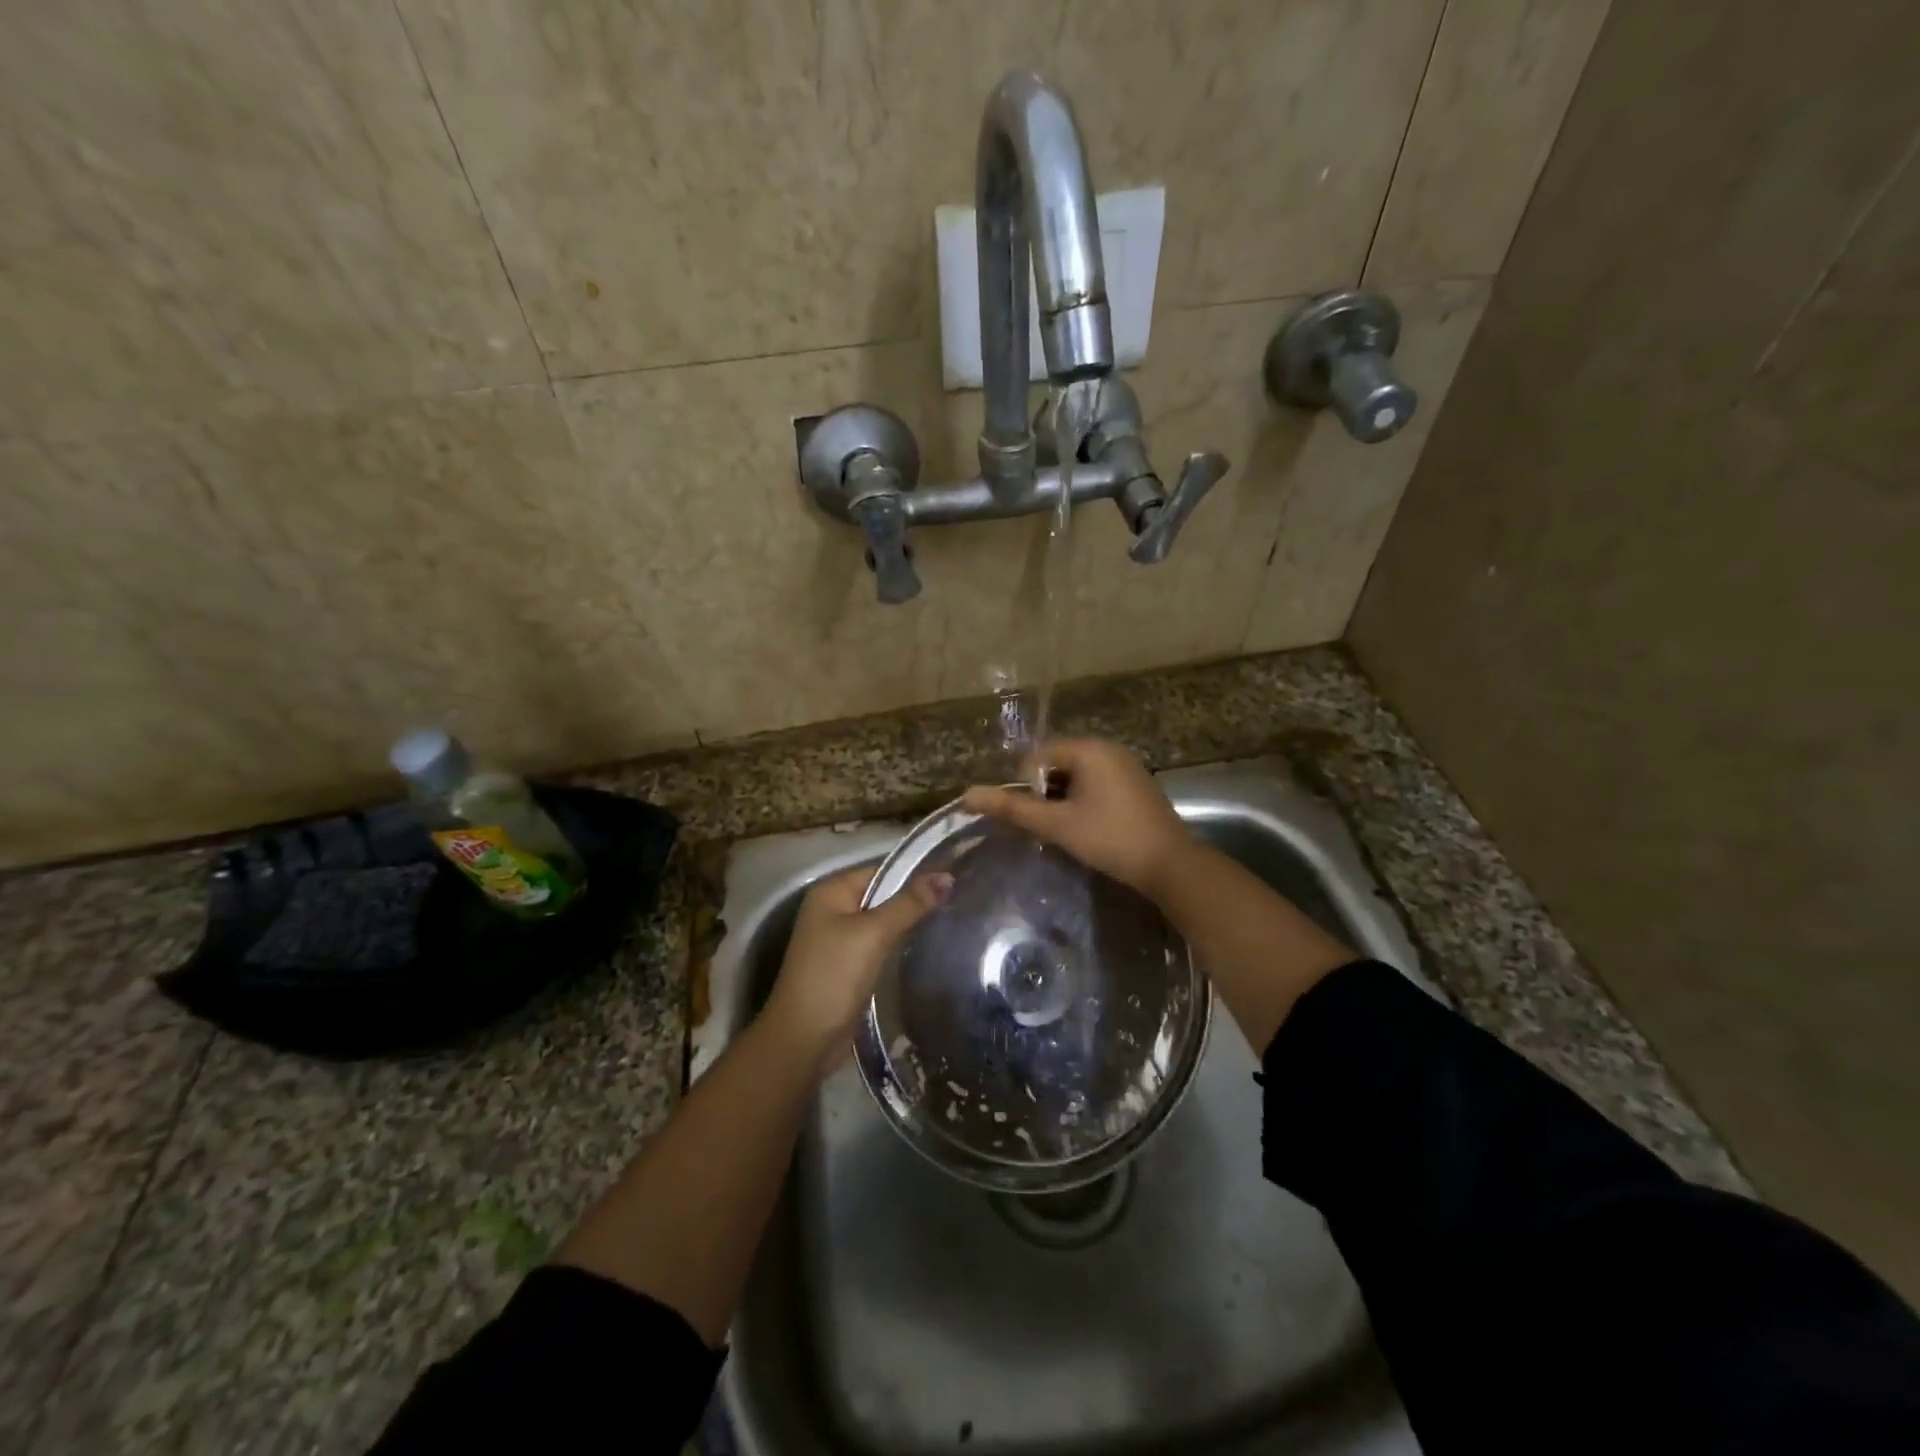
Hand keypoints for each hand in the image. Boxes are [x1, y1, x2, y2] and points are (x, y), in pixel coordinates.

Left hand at [761, 863, 950, 1071]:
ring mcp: (840, 940)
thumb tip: (947, 876)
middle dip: (917, 899)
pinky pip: (881, 946)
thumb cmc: (834, 977)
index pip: (883, 870)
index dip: (917, 873)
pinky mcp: (849, 966)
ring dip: (911, 924)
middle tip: (961, 900)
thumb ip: (909, 904)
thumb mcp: (873, 934)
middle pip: (884, 895)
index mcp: (832, 892)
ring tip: (955, 919)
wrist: (804, 1040)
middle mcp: (833, 910)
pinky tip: (930, 948)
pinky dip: (901, 945)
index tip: (956, 877)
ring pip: (884, 923)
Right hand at [961, 738, 1192, 896]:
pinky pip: (1098, 783)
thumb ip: (1012, 808)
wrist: (1170, 865)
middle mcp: (1108, 748)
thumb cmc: (1109, 838)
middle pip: (1058, 763)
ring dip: (1064, 798)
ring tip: (1065, 828)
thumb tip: (968, 795)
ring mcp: (1126, 765)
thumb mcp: (1057, 824)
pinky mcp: (1137, 784)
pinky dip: (1085, 800)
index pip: (1039, 755)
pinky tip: (1088, 827)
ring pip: (1078, 775)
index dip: (1027, 785)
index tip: (1034, 817)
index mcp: (1089, 749)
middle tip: (1047, 825)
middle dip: (1046, 792)